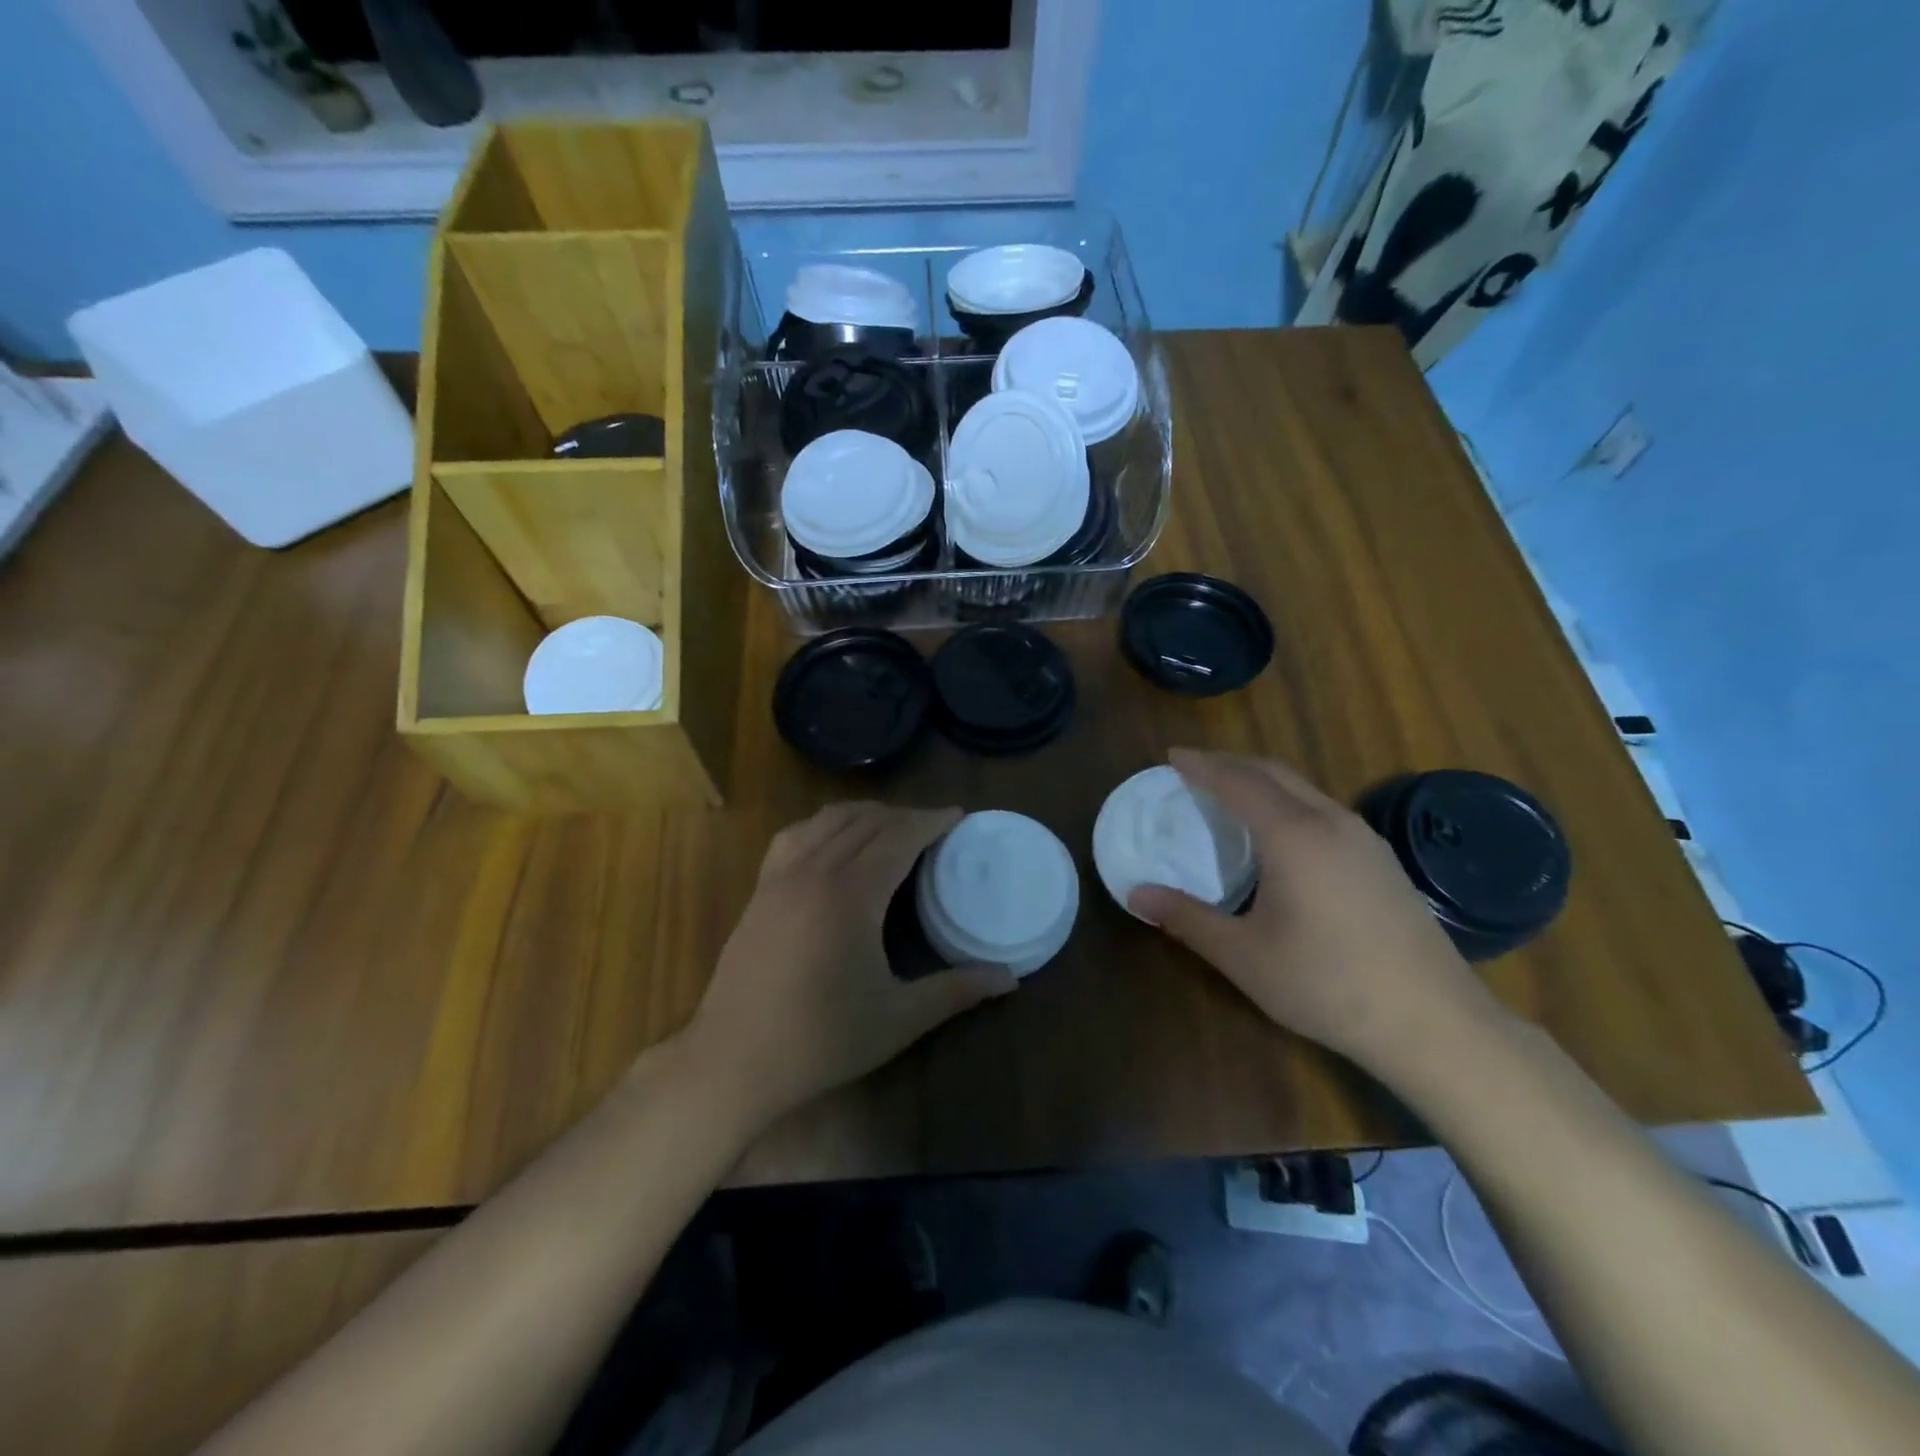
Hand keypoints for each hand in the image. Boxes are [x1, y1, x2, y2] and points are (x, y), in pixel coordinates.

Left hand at [685, 802, 1017, 1128]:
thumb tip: (1010, 978)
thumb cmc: (821, 1040)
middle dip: (904, 816)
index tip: (957, 815)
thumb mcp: (898, 1018)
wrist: (733, 1060)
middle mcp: (816, 871)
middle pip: (866, 822)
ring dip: (865, 815)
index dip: (930, 821)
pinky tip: (833, 842)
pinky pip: (795, 835)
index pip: (899, 836)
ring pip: (828, 821)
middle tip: (934, 828)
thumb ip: (956, 991)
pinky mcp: (760, 890)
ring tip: (890, 827)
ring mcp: (781, 877)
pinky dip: (824, 825)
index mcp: (853, 894)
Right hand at [1129, 750, 1501, 1074]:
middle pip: (1273, 772)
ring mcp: (1364, 839)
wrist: (1434, 1022)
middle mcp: (1331, 822)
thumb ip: (1187, 919)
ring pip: (1304, 789)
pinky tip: (1282, 833)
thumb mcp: (1243, 956)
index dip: (1201, 765)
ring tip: (1231, 794)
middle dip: (1230, 763)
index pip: (1237, 781)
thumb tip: (1135, 895)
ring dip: (1262, 781)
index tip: (1172, 755)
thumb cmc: (1327, 984)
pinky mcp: (1384, 860)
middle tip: (1194, 768)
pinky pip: (1323, 809)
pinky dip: (1288, 802)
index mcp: (1293, 835)